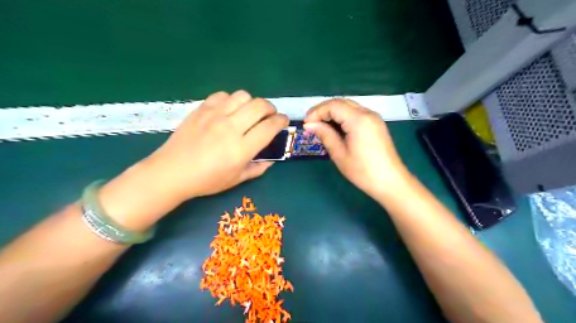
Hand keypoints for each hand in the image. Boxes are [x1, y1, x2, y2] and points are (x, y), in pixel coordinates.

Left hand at [145, 90, 286, 200]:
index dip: (281, 121)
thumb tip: (271, 159)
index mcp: (241, 149)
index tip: (283, 121)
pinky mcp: (202, 109)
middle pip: (259, 105)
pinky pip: (223, 95)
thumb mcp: (237, 179)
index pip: (269, 127)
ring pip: (243, 96)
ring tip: (249, 112)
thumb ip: (258, 168)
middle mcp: (230, 128)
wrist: (172, 172)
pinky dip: (231, 100)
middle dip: (271, 108)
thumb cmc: (207, 180)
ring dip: (252, 102)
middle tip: (269, 116)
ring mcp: (215, 115)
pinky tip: (229, 110)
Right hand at [306, 98, 409, 198]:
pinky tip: (335, 129)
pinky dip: (343, 117)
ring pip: (348, 107)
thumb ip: (325, 135)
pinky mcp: (376, 124)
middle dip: (323, 110)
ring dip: (333, 113)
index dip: (317, 112)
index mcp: (359, 119)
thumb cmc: (363, 171)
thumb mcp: (339, 154)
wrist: (390, 182)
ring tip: (320, 127)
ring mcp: (374, 118)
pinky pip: (356, 113)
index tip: (306, 125)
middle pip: (341, 102)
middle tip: (311, 124)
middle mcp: (368, 113)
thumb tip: (309, 125)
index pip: (333, 105)